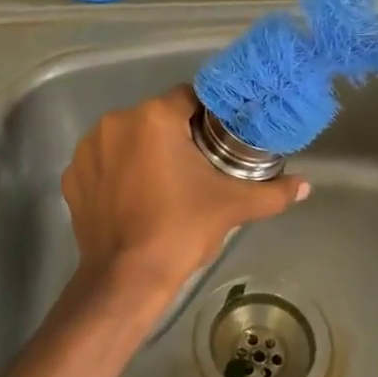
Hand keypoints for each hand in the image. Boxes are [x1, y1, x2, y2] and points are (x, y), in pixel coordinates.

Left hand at [61, 85, 308, 299]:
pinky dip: (116, 173)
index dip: (207, 116)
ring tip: (162, 185)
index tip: (218, 139)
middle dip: (175, 137)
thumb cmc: (180, 230)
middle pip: (155, 118)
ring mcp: (87, 149)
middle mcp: (115, 122)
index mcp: (153, 118)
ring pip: (126, 138)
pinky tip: (131, 198)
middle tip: (195, 168)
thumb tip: (306, 186)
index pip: (188, 98)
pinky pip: (102, 163)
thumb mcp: (231, 207)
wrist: (125, 278)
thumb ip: (272, 192)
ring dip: (143, 152)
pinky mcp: (71, 176)